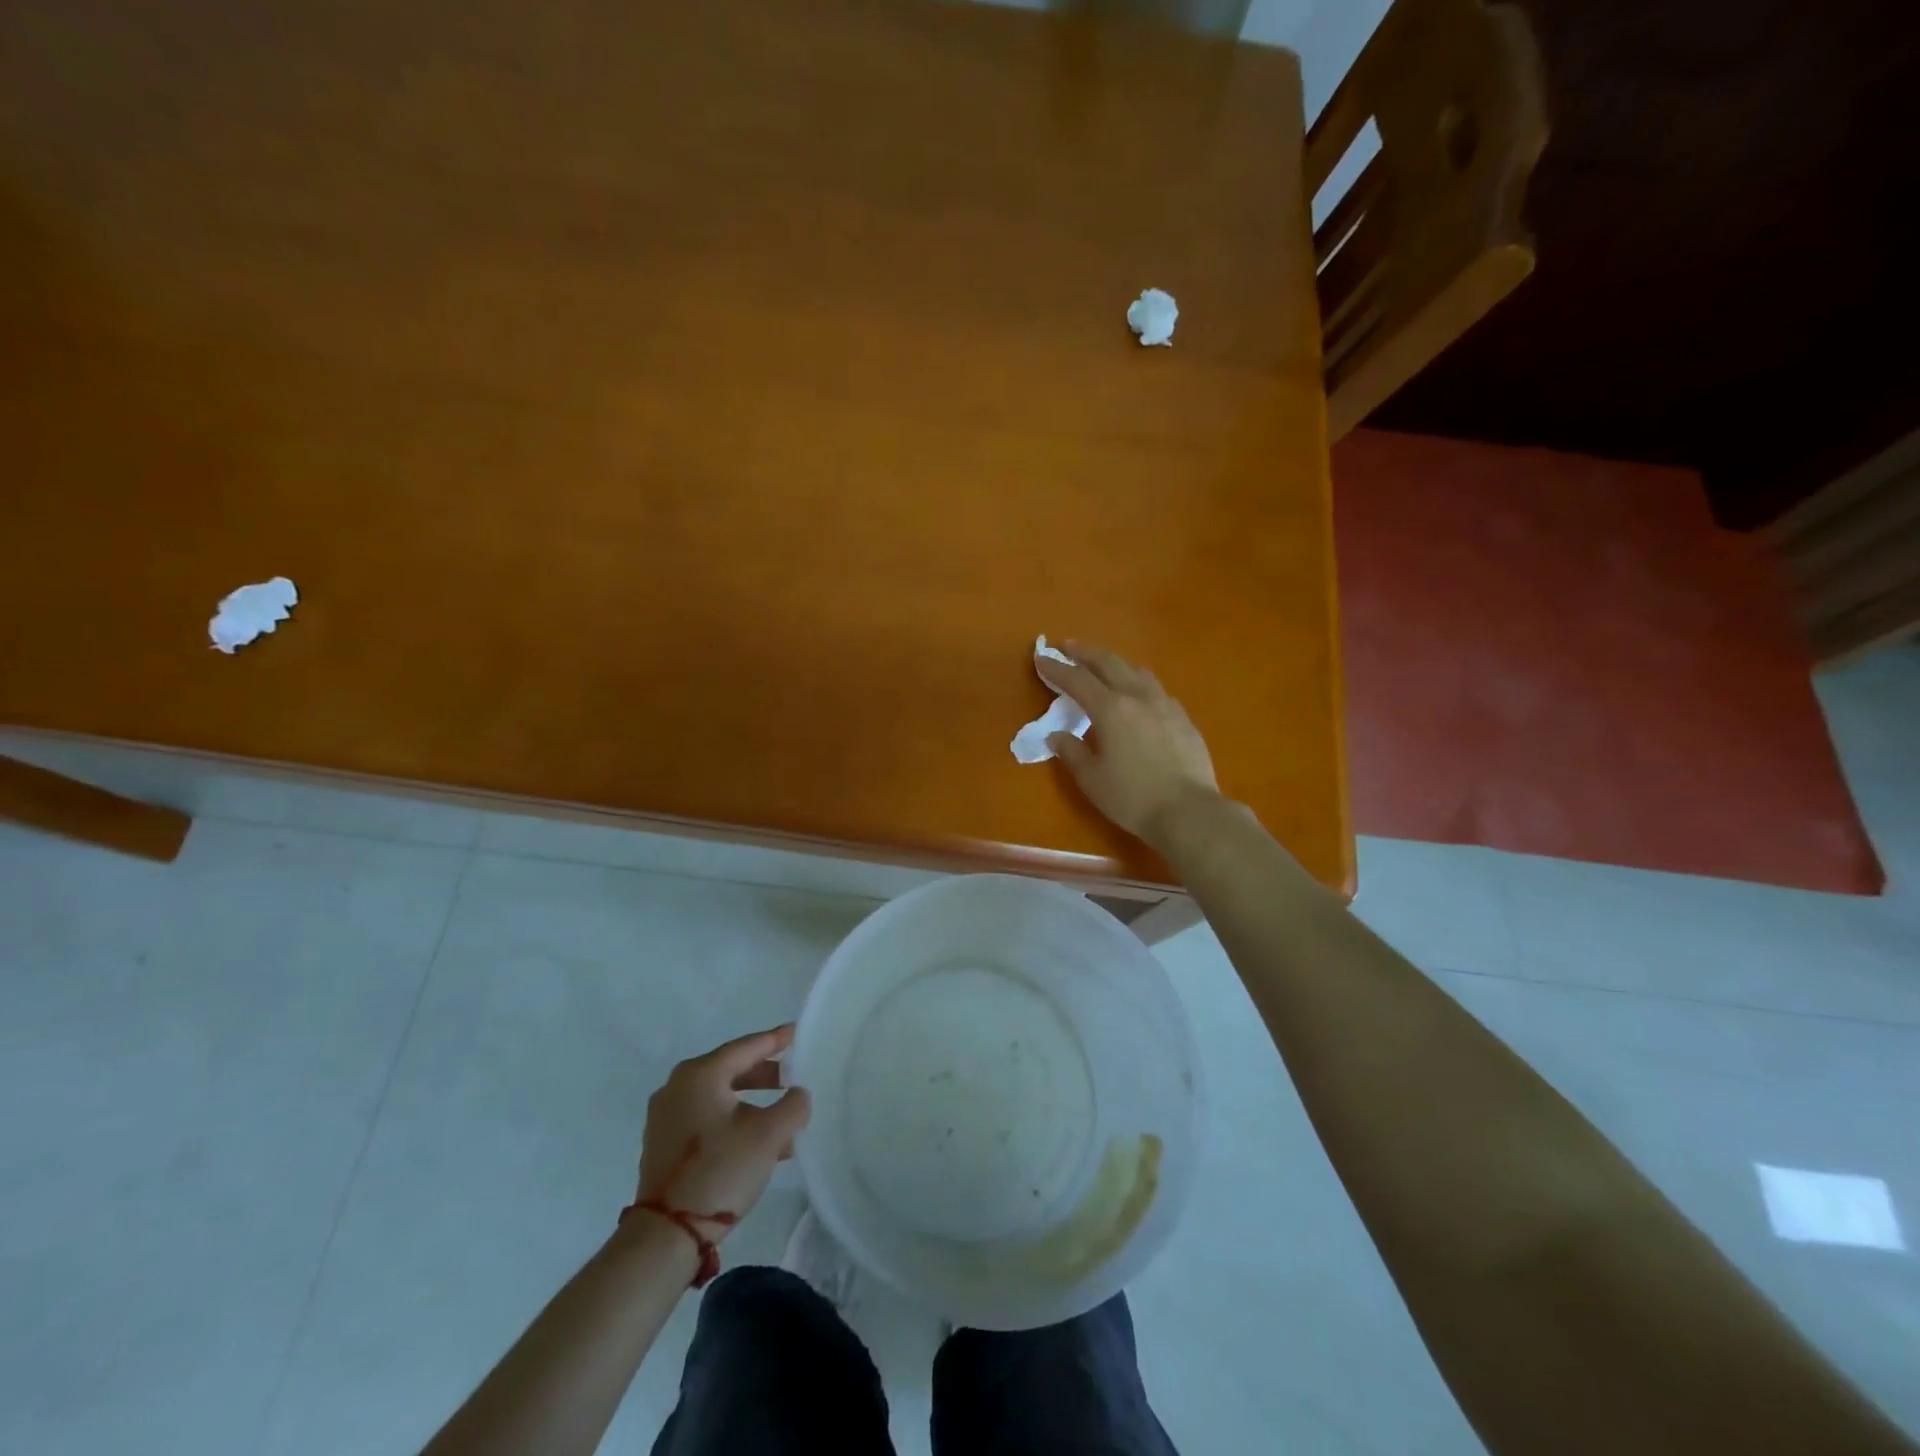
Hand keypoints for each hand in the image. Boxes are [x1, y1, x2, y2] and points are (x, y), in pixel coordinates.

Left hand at [636, 1025, 810, 1239]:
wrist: (666, 1235)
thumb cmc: (720, 1171)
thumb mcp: (769, 1135)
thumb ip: (793, 1106)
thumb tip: (798, 1094)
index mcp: (701, 1074)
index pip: (747, 1046)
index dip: (776, 1040)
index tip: (798, 1033)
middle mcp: (678, 1086)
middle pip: (731, 1069)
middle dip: (765, 1074)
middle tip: (793, 1077)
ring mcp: (666, 1116)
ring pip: (720, 1096)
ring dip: (752, 1102)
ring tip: (782, 1117)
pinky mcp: (663, 1143)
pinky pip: (706, 1117)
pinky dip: (732, 1120)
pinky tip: (756, 1141)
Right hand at [1037, 642, 1220, 850]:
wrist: (1189, 811)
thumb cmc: (1133, 797)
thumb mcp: (1092, 779)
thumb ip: (1072, 752)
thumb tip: (1057, 735)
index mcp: (1111, 709)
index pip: (1077, 680)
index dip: (1057, 668)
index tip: (1041, 657)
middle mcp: (1138, 697)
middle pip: (1109, 664)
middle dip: (1086, 653)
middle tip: (1069, 647)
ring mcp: (1165, 705)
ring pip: (1137, 671)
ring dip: (1115, 664)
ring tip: (1104, 666)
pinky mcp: (1183, 719)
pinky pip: (1156, 690)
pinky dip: (1138, 683)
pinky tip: (1138, 695)